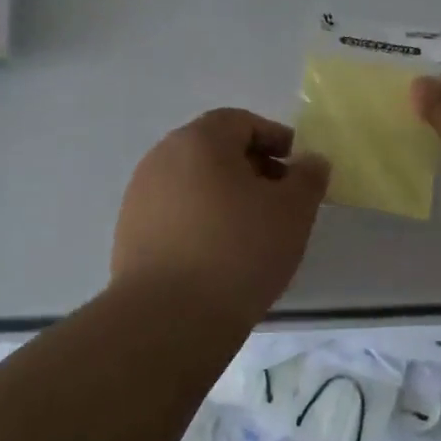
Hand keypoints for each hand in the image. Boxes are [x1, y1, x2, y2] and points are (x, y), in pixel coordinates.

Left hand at [112, 108, 331, 313]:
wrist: (168, 318)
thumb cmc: (238, 250)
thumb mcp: (293, 211)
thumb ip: (308, 177)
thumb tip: (311, 161)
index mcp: (199, 140)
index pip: (241, 122)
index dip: (274, 139)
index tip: (297, 168)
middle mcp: (162, 158)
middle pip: (214, 150)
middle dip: (251, 168)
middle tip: (279, 199)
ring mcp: (140, 196)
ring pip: (193, 182)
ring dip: (225, 195)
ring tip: (252, 231)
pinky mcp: (129, 233)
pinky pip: (175, 212)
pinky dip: (200, 220)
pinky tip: (219, 254)